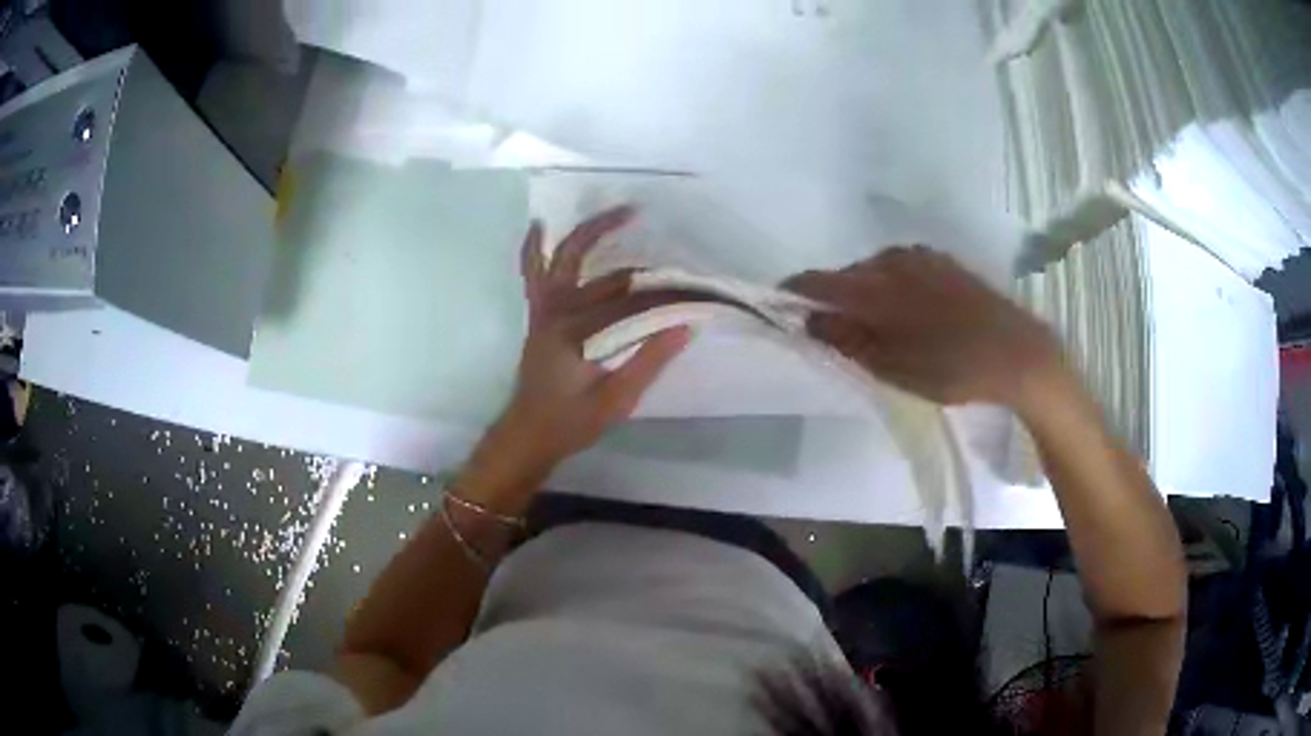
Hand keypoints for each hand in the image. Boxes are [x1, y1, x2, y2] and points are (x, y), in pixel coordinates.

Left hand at [461, 207, 689, 505]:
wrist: (528, 433)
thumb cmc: (571, 422)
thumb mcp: (616, 399)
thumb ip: (648, 360)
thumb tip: (684, 326)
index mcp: (579, 332)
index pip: (633, 304)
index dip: (667, 296)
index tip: (695, 290)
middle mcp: (558, 311)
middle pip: (602, 271)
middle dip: (637, 254)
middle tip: (667, 231)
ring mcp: (544, 309)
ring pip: (565, 259)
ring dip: (591, 234)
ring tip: (624, 213)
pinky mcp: (539, 315)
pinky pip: (534, 272)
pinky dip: (535, 249)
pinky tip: (538, 226)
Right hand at [782, 246, 1062, 409]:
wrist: (1017, 352)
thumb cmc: (950, 367)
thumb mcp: (891, 366)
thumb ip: (845, 338)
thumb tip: (807, 317)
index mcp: (872, 285)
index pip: (815, 281)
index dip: (793, 294)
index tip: (781, 311)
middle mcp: (891, 260)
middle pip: (846, 275)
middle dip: (834, 300)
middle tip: (838, 336)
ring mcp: (921, 257)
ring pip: (876, 272)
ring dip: (867, 295)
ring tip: (879, 331)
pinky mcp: (944, 263)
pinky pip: (903, 270)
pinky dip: (894, 289)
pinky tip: (911, 315)